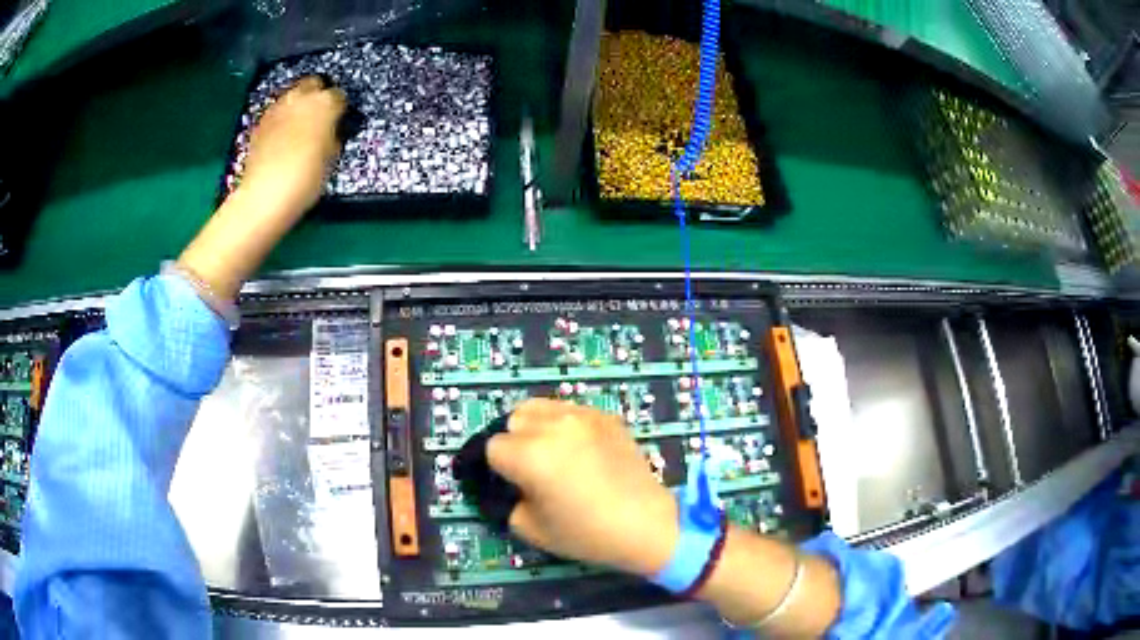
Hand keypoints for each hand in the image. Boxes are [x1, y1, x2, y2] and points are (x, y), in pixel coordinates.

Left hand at [177, 77, 346, 301]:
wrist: (266, 195)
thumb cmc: (306, 179)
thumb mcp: (332, 157)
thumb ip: (333, 134)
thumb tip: (331, 130)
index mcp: (325, 103)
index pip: (339, 96)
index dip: (340, 109)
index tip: (339, 122)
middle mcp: (300, 97)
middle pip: (313, 83)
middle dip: (317, 95)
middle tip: (320, 116)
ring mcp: (277, 108)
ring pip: (292, 95)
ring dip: (298, 105)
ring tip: (299, 126)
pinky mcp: (260, 122)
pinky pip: (277, 112)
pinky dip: (282, 119)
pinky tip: (282, 137)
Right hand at [487, 399, 678, 576]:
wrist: (645, 523)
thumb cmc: (586, 533)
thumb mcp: (530, 528)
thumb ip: (508, 501)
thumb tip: (509, 486)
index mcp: (530, 455)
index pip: (493, 447)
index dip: (498, 468)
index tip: (512, 484)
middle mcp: (553, 426)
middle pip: (514, 419)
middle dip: (515, 442)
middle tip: (531, 469)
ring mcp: (582, 416)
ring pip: (540, 407)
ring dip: (537, 427)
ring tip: (552, 452)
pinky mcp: (605, 416)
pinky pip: (571, 411)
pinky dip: (565, 425)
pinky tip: (580, 451)